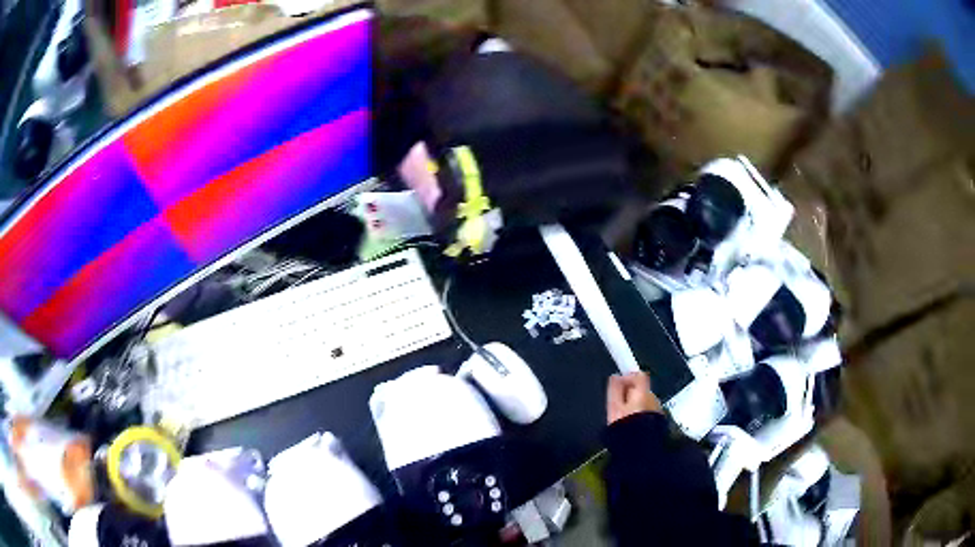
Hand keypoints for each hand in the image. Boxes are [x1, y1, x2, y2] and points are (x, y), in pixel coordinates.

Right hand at [606, 372, 661, 424]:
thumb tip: (616, 376)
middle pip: (642, 389)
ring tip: (624, 418)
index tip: (619, 386)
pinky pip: (648, 412)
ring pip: (645, 401)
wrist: (639, 448)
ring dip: (636, 405)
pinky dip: (641, 414)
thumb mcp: (614, 406)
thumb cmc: (624, 426)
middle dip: (630, 394)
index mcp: (643, 392)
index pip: (639, 375)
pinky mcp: (659, 421)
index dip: (628, 377)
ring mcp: (657, 410)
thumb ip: (615, 389)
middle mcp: (654, 398)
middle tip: (618, 406)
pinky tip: (633, 425)